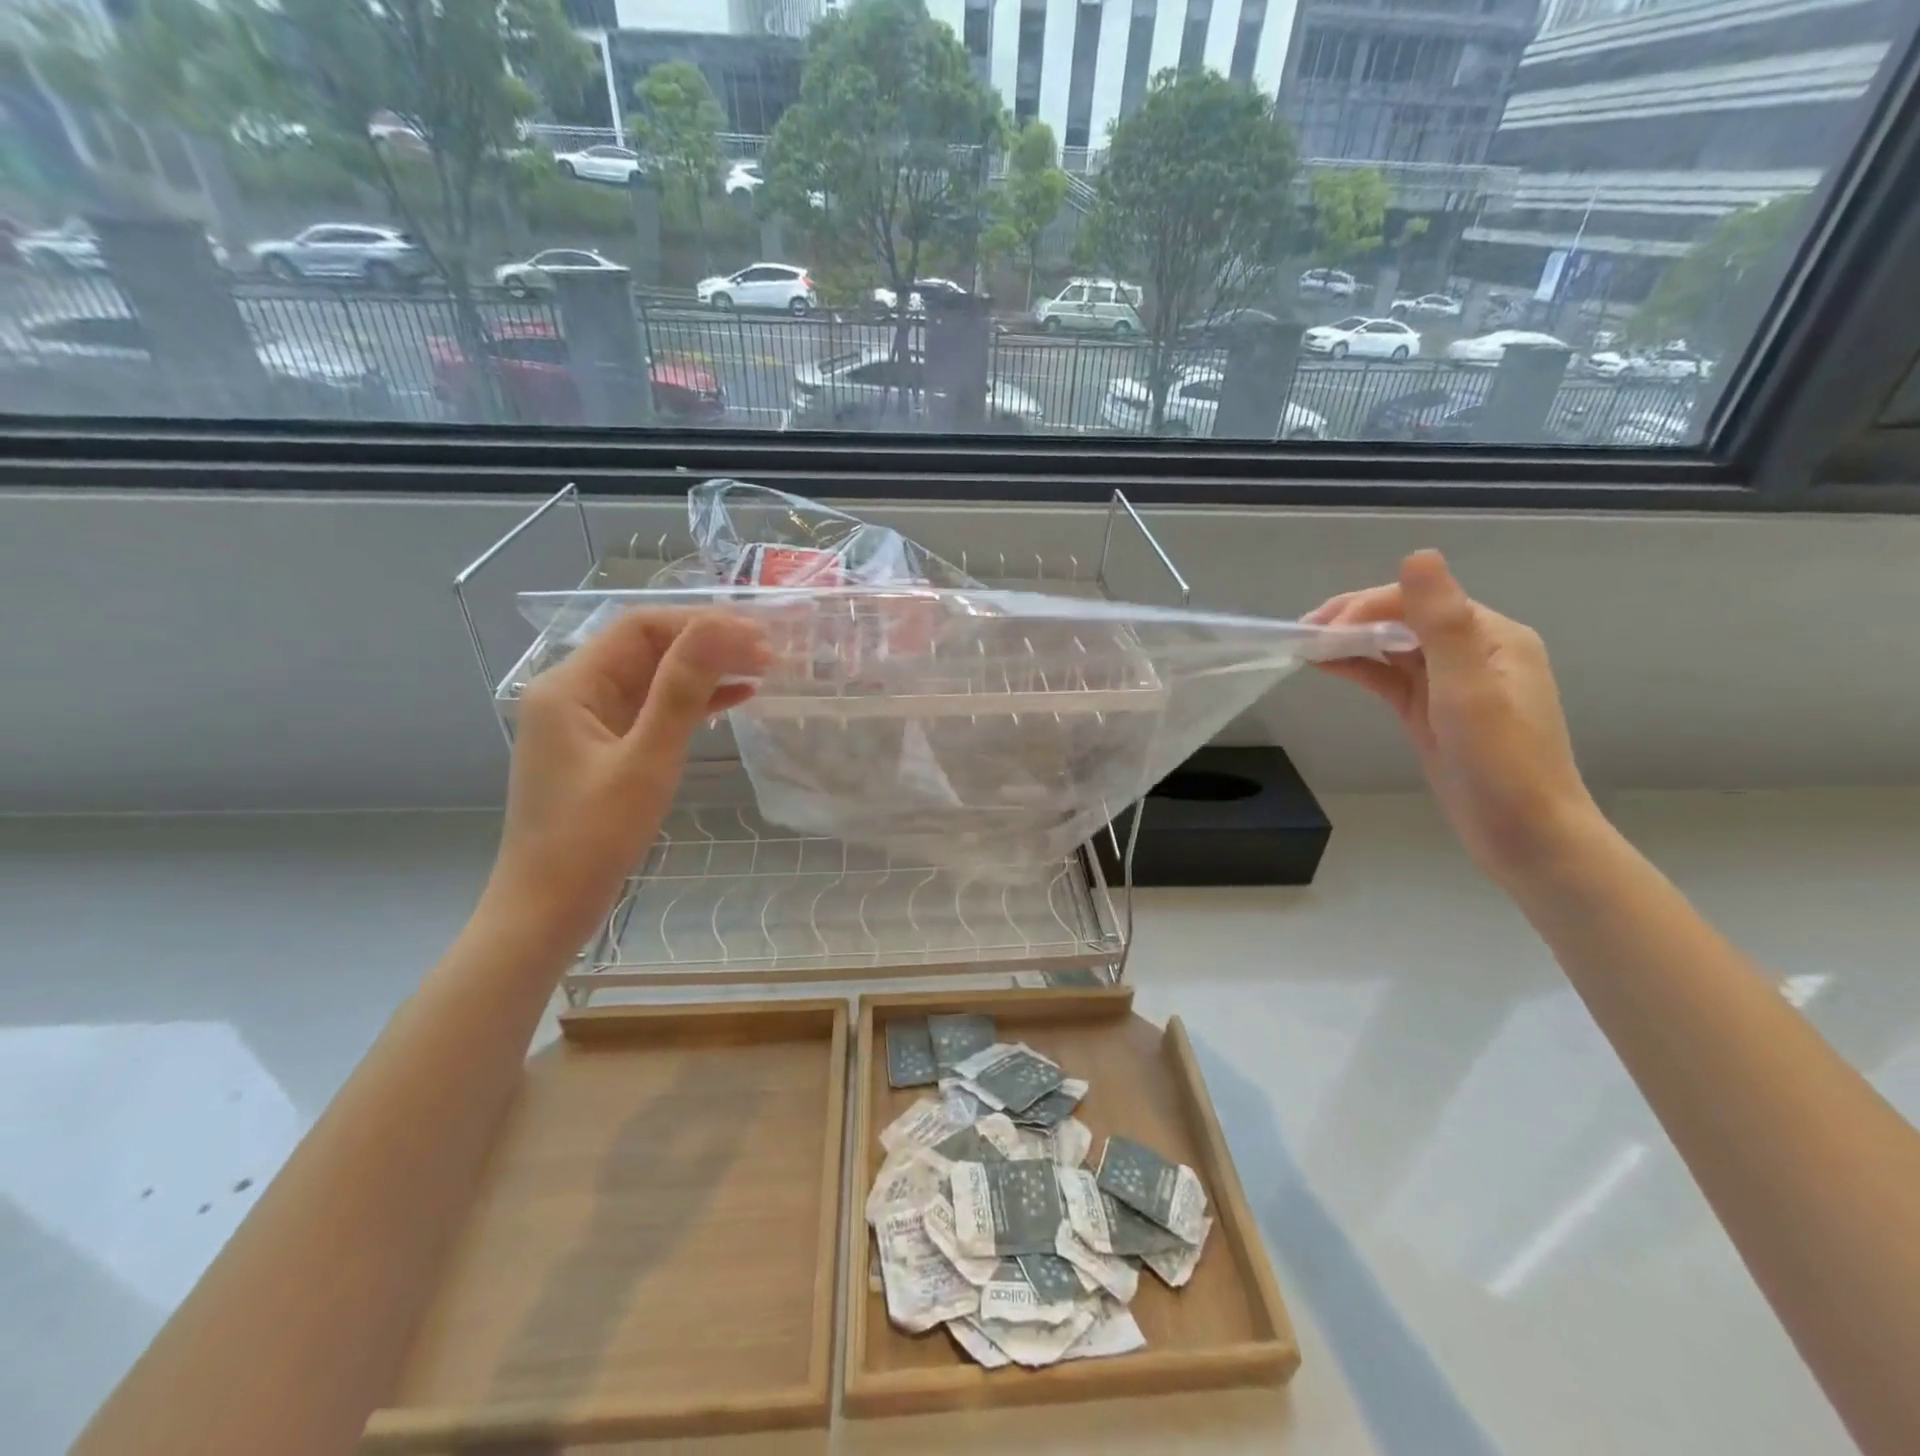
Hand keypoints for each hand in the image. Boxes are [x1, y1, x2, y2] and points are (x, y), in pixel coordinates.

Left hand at [480, 610, 769, 955]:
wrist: (546, 911)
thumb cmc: (592, 839)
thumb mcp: (646, 761)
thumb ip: (682, 691)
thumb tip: (721, 630)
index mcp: (570, 686)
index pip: (641, 629)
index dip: (701, 624)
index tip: (757, 635)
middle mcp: (572, 693)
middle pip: (647, 649)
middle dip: (707, 645)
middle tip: (769, 652)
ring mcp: (586, 722)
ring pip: (653, 679)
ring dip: (704, 672)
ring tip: (762, 670)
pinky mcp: (602, 749)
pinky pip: (650, 711)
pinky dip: (691, 703)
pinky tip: (735, 700)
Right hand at [1306, 550, 1602, 884]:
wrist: (1526, 838)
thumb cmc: (1500, 765)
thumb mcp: (1467, 690)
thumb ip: (1442, 623)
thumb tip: (1417, 555)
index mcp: (1492, 637)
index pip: (1418, 602)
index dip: (1366, 606)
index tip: (1319, 629)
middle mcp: (1474, 651)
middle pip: (1403, 619)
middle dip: (1352, 620)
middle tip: (1302, 633)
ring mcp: (1452, 683)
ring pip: (1393, 648)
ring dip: (1351, 642)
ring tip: (1305, 645)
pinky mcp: (1432, 711)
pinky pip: (1390, 677)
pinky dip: (1360, 668)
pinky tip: (1328, 665)